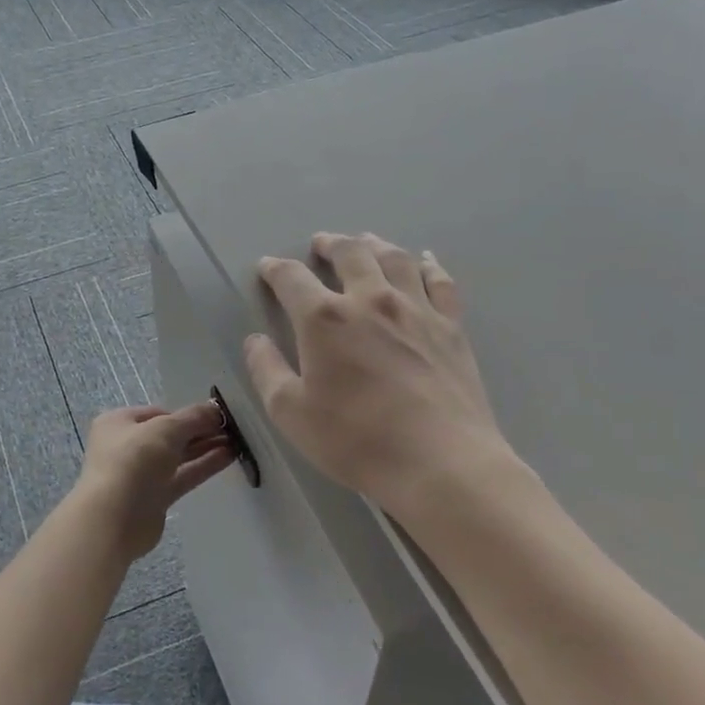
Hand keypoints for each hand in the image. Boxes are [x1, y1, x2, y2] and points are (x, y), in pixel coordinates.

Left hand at [71, 402, 234, 558]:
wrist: (114, 518)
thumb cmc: (133, 461)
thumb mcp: (165, 429)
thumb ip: (193, 417)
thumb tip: (215, 409)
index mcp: (119, 423)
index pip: (158, 413)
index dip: (186, 414)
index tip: (214, 416)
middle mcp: (127, 446)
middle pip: (169, 435)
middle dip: (199, 431)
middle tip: (231, 429)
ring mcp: (140, 474)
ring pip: (177, 457)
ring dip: (204, 448)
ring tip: (236, 442)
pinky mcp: (153, 498)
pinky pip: (181, 477)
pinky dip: (202, 466)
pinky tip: (227, 457)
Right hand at [244, 232, 528, 529]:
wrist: (441, 462)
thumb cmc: (357, 440)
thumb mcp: (291, 413)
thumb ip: (267, 371)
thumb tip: (255, 340)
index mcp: (325, 319)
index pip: (292, 278)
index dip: (275, 269)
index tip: (267, 267)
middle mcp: (370, 300)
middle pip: (349, 253)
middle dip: (329, 244)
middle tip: (320, 244)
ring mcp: (416, 309)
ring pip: (394, 258)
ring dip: (374, 244)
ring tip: (364, 242)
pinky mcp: (450, 326)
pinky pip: (439, 281)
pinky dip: (427, 264)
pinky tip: (423, 260)